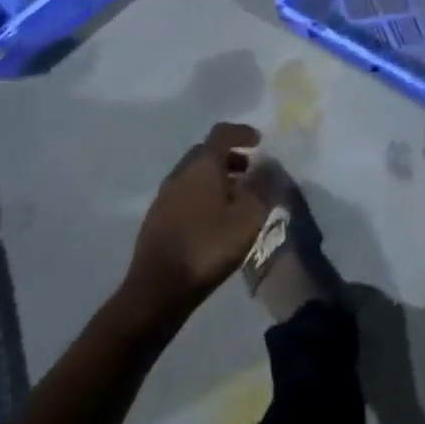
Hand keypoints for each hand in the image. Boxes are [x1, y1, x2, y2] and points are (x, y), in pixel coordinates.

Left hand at [125, 122, 269, 314]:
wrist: (157, 291)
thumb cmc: (207, 247)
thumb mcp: (247, 217)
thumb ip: (262, 186)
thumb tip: (269, 163)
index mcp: (202, 165)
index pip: (222, 133)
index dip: (242, 132)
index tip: (258, 141)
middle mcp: (180, 172)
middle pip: (206, 152)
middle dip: (229, 156)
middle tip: (249, 171)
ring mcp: (164, 195)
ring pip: (193, 174)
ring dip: (215, 177)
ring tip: (234, 199)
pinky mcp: (155, 218)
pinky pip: (183, 194)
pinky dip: (201, 195)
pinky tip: (212, 219)